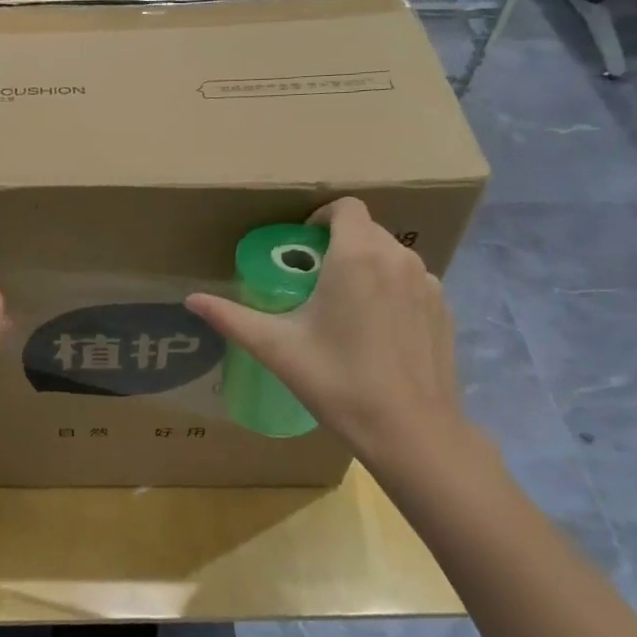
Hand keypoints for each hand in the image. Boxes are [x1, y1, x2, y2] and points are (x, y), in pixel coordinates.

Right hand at [185, 199, 481, 492]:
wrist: (410, 430)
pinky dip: (392, 291)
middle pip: (367, 230)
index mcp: (357, 255)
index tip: (301, 246)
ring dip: (367, 266)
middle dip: (339, 244)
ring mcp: (428, 283)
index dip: (320, 217)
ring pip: (391, 257)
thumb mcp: (276, 347)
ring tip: (344, 305)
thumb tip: (191, 299)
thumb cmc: (337, 380)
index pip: (345, 207)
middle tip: (314, 280)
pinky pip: (412, 283)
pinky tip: (376, 331)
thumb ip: (231, 317)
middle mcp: (398, 258)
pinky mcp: (445, 310)